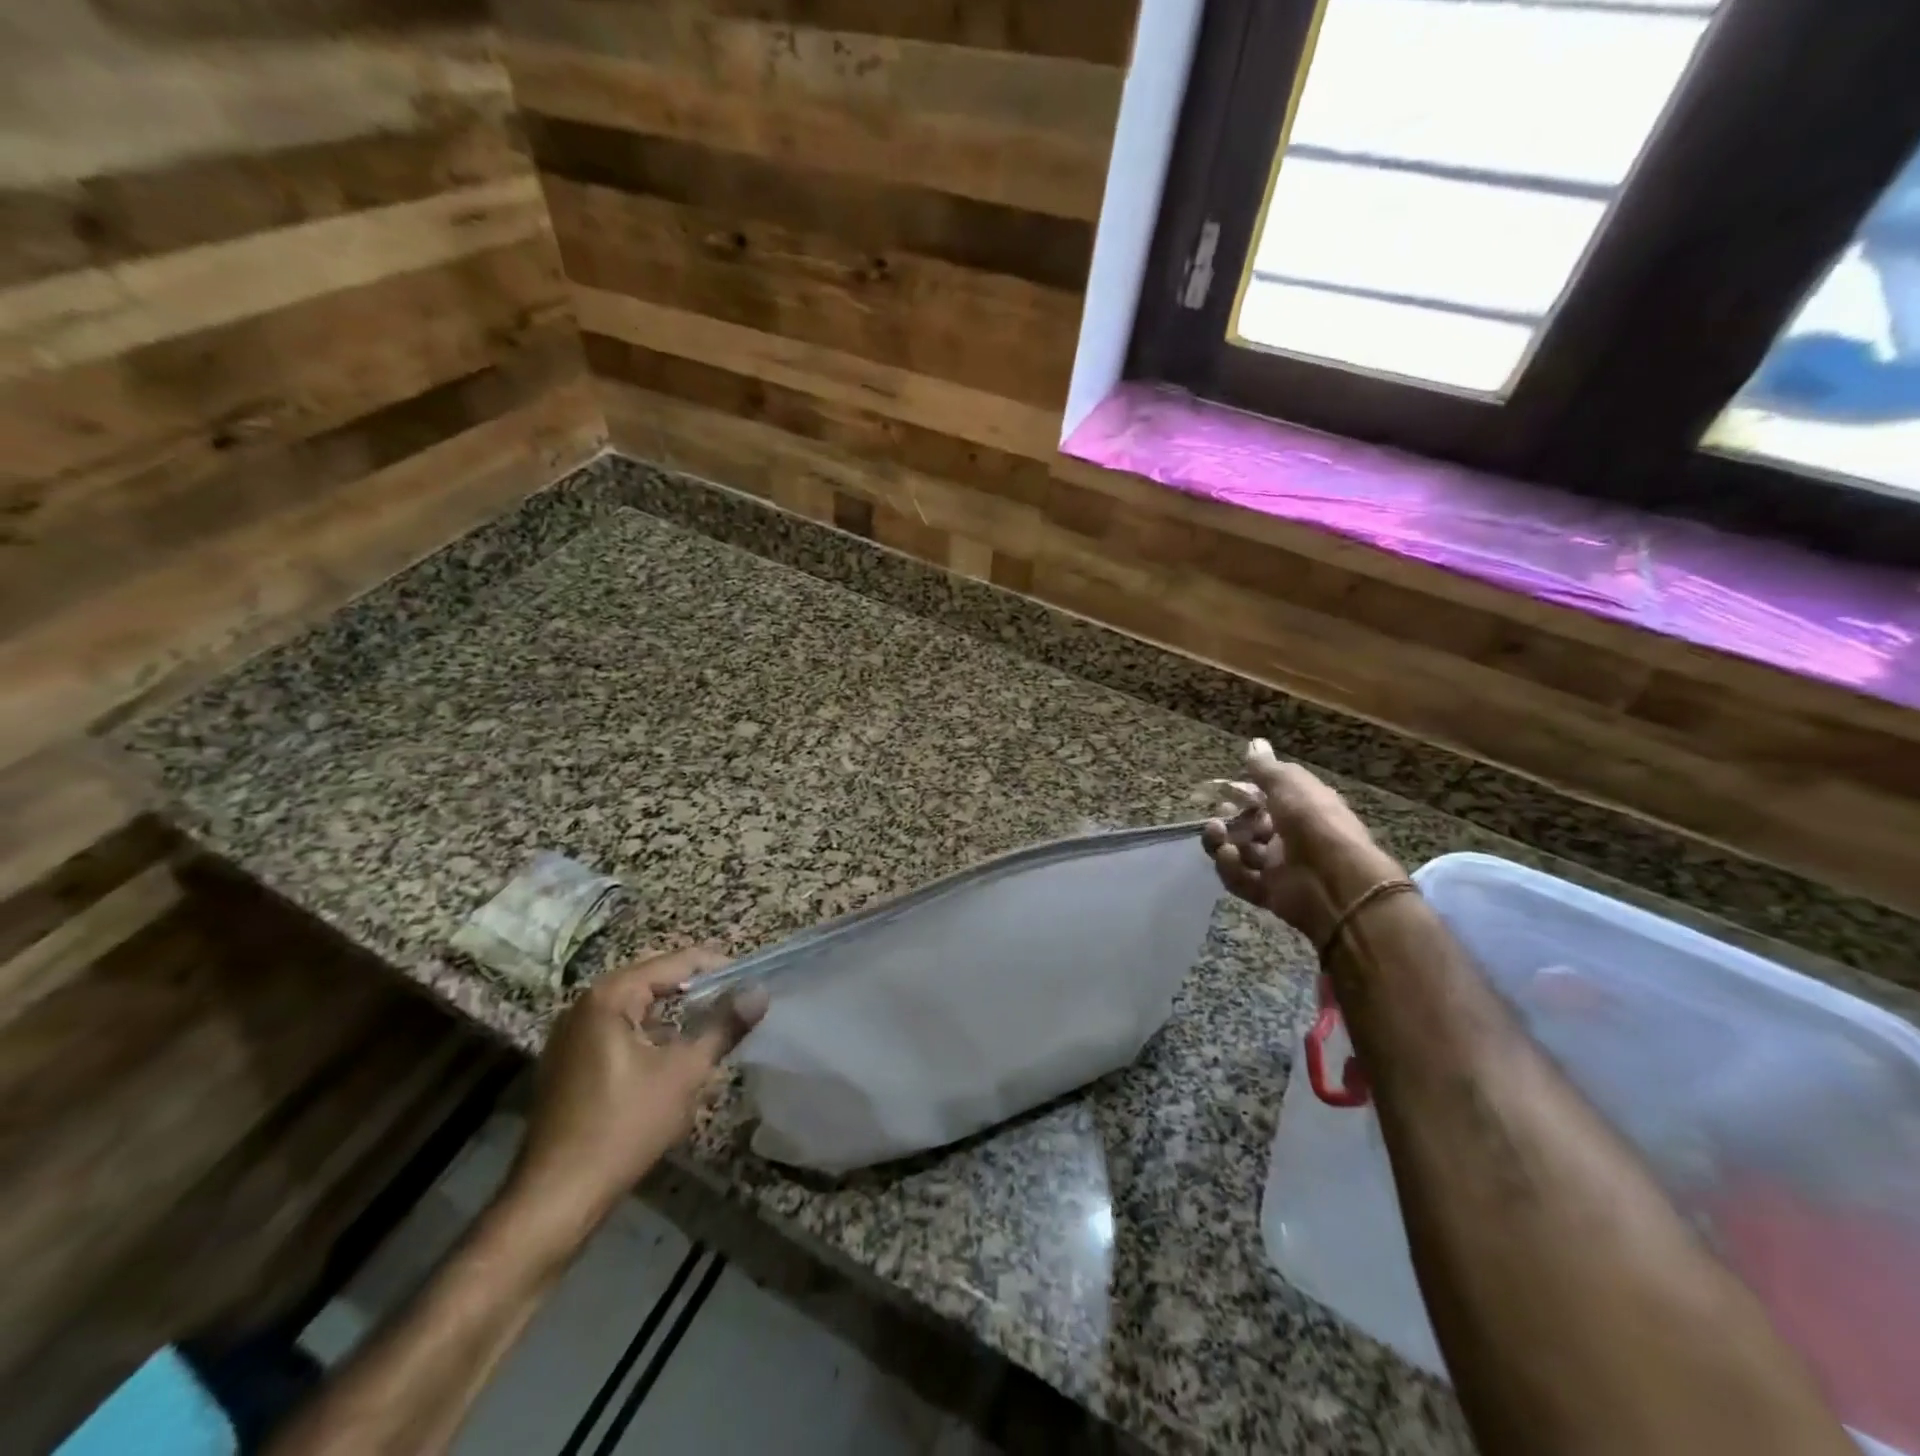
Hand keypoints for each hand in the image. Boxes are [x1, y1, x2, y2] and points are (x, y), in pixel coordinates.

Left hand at [499, 947, 765, 1253]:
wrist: (555, 1198)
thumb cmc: (625, 1125)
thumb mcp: (685, 1072)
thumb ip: (724, 1026)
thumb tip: (760, 992)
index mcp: (610, 997)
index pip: (674, 962)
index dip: (717, 967)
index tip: (751, 979)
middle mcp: (584, 1005)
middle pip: (652, 980)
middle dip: (695, 988)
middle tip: (735, 1000)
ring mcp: (570, 1036)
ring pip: (634, 1008)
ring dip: (672, 1012)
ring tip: (711, 1025)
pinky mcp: (567, 1064)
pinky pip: (617, 1031)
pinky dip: (648, 1034)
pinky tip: (671, 1057)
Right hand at [1203, 740, 1398, 944]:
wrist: (1336, 880)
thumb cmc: (1314, 821)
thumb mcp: (1290, 784)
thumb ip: (1266, 768)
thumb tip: (1254, 743)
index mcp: (1300, 809)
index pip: (1267, 798)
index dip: (1245, 793)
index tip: (1224, 789)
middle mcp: (1289, 837)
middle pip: (1250, 827)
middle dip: (1231, 819)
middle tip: (1218, 815)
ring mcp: (1278, 867)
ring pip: (1240, 852)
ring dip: (1222, 840)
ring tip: (1215, 831)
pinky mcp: (1268, 893)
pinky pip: (1240, 879)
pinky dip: (1230, 867)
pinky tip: (1228, 856)